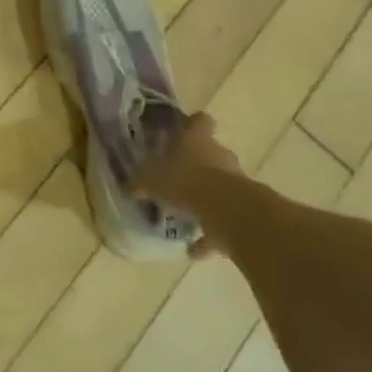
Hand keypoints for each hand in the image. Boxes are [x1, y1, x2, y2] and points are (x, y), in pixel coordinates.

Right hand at [134, 112, 242, 226]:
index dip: (193, 124)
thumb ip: (141, 182)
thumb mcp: (153, 179)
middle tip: (178, 176)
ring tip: (186, 214)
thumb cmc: (186, 182)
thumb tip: (129, 187)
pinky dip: (211, 235)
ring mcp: (235, 183)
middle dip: (197, 164)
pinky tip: (194, 249)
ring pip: (220, 186)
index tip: (183, 131)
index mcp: (198, 140)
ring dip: (206, 198)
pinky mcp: (242, 211)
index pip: (200, 121)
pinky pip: (223, 222)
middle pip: (211, 153)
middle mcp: (220, 156)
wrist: (228, 212)